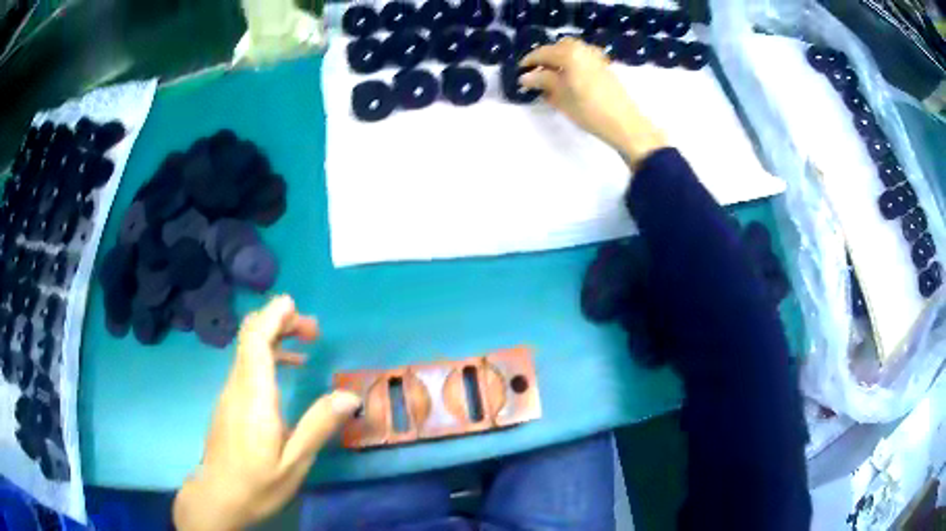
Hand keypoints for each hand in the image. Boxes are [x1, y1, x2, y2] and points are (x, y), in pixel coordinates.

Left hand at [172, 296, 361, 530]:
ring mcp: (230, 392)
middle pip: (250, 336)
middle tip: (313, 329)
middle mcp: (237, 385)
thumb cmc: (257, 483)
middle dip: (279, 321)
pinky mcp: (229, 401)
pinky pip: (246, 365)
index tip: (295, 304)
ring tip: (306, 344)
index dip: (272, 315)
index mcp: (254, 396)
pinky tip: (287, 371)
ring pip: (248, 348)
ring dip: (275, 336)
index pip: (255, 339)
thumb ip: (318, 426)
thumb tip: (349, 395)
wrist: (217, 497)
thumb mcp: (294, 462)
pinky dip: (267, 355)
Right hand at [519, 38, 667, 167]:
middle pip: (559, 47)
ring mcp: (596, 57)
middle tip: (536, 73)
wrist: (624, 124)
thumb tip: (525, 77)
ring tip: (552, 77)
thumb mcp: (561, 97)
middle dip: (546, 57)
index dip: (529, 62)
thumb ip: (542, 82)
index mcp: (569, 53)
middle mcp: (583, 49)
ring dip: (560, 59)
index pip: (542, 53)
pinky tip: (570, 78)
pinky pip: (583, 57)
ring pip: (572, 51)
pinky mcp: (605, 67)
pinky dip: (573, 63)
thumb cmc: (589, 111)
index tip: (519, 73)